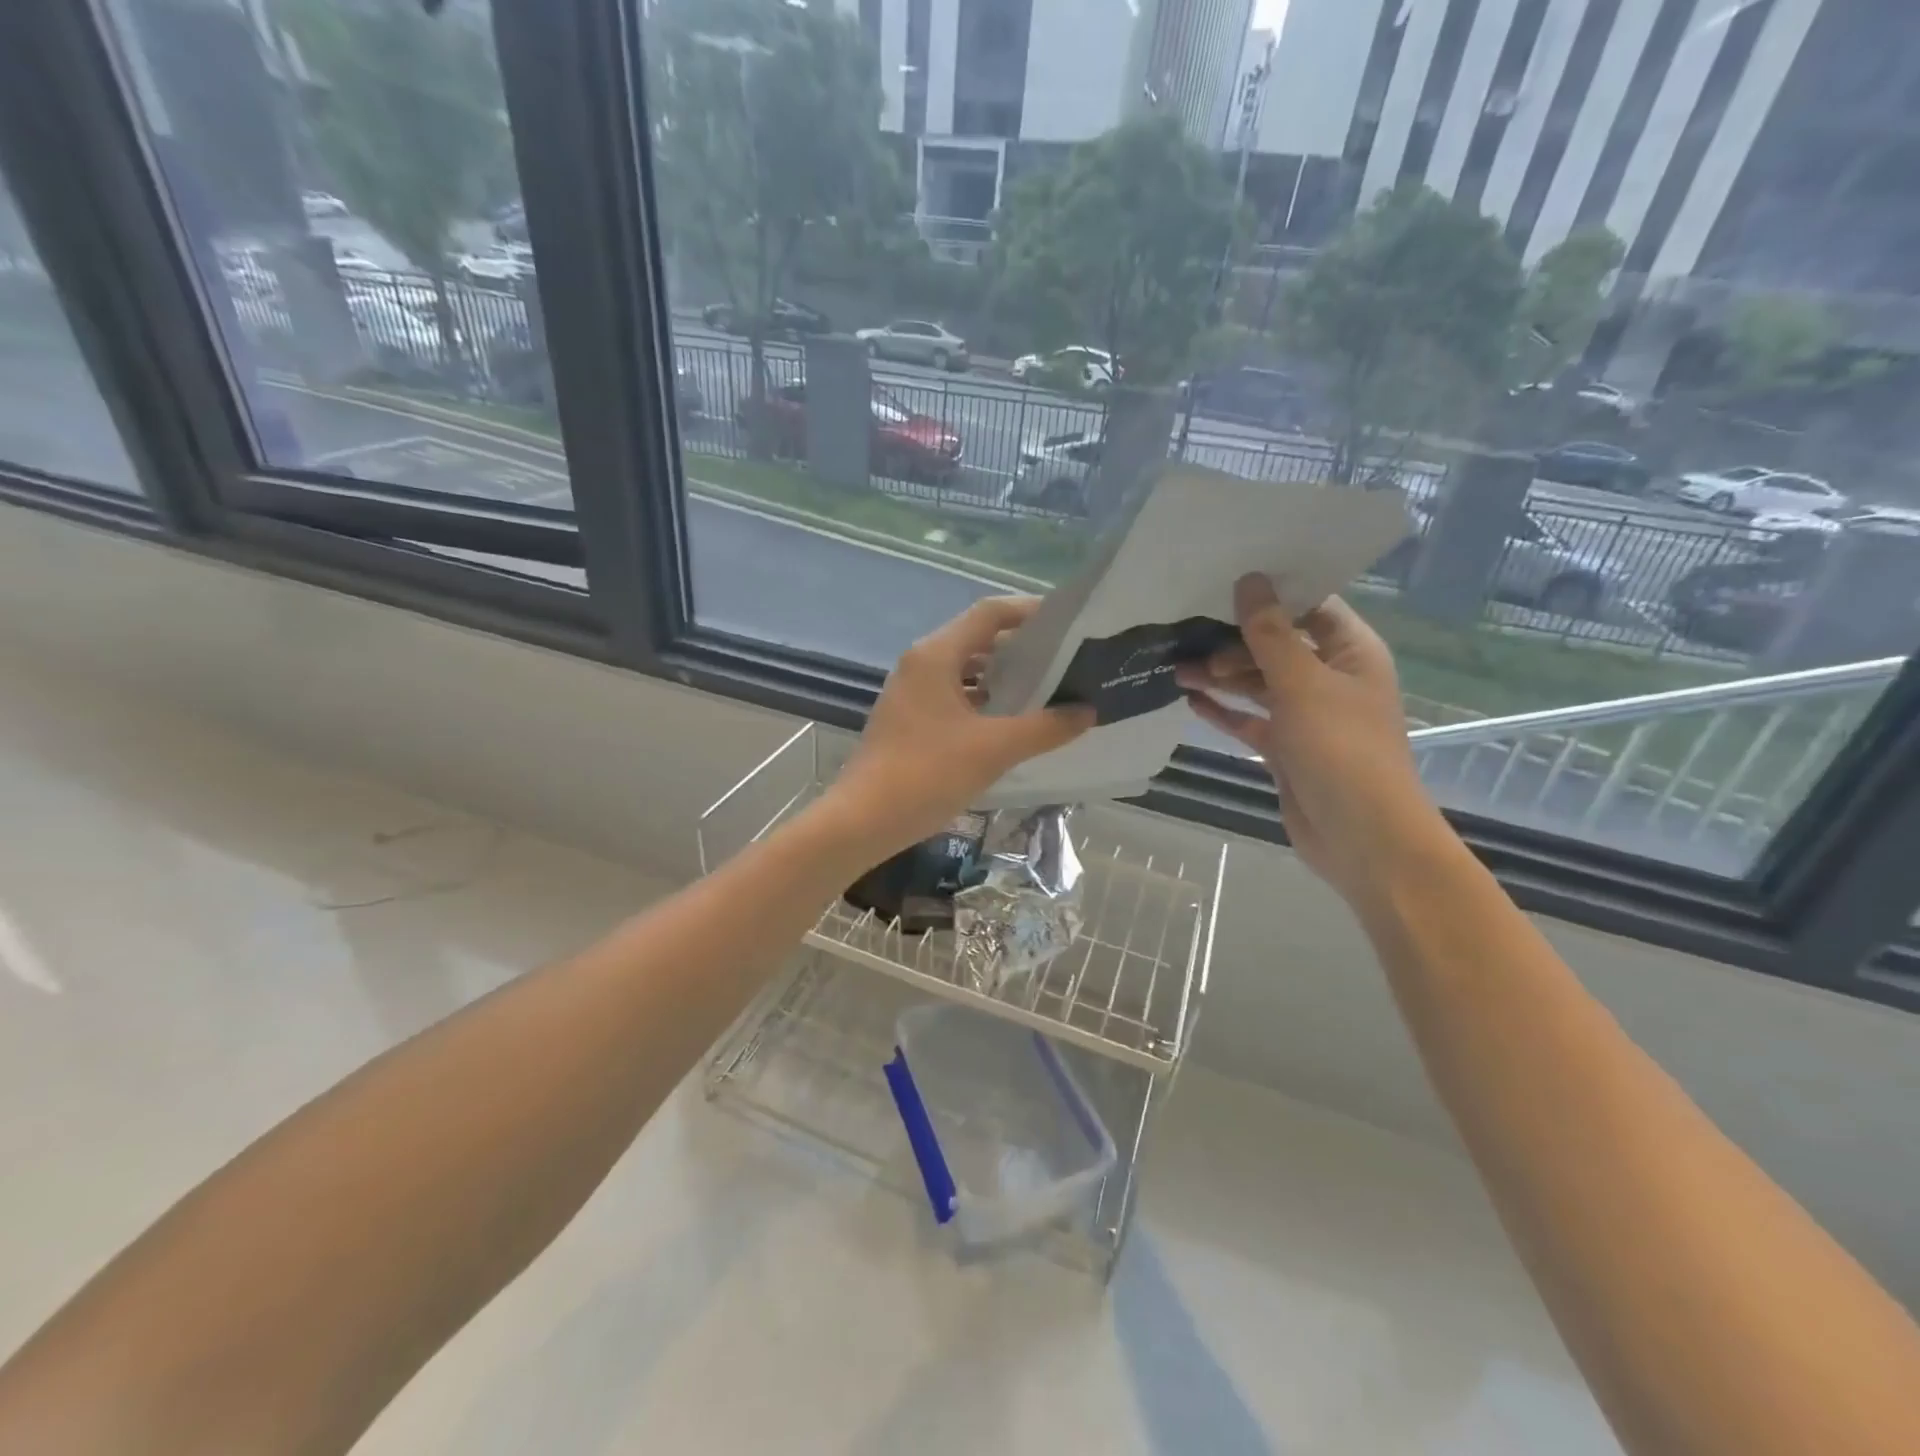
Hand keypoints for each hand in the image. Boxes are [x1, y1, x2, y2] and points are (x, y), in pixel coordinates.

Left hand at [830, 597, 1094, 851]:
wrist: (862, 820)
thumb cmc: (926, 774)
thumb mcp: (993, 749)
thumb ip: (1044, 727)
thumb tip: (1087, 711)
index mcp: (936, 655)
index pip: (990, 613)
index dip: (1031, 612)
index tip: (1070, 625)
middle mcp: (921, 664)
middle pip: (979, 640)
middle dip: (1023, 648)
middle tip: (1068, 661)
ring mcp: (912, 693)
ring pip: (967, 671)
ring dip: (1004, 678)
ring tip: (1049, 691)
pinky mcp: (910, 720)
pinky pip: (955, 697)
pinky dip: (985, 702)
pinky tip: (1014, 724)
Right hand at [1176, 575, 1443, 901]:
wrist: (1360, 836)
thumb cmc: (1340, 748)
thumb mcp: (1302, 683)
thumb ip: (1270, 634)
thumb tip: (1249, 580)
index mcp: (1351, 653)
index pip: (1311, 607)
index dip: (1272, 594)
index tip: (1224, 583)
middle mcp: (1330, 679)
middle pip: (1277, 646)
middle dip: (1234, 642)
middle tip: (1190, 642)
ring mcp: (1307, 716)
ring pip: (1258, 684)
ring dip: (1222, 676)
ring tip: (1177, 669)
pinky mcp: (1286, 748)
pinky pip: (1249, 720)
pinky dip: (1224, 711)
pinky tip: (1190, 700)